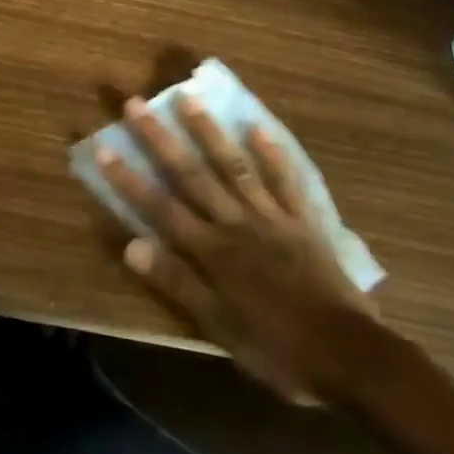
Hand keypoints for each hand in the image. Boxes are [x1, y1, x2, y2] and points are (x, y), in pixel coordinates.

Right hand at [97, 96, 388, 405]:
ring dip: (208, 131)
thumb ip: (177, 283)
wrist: (350, 356)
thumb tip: (132, 246)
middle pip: (191, 174)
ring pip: (233, 166)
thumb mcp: (220, 328)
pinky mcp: (301, 219)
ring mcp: (270, 217)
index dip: (129, 179)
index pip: (160, 207)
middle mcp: (235, 223)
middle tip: (136, 103)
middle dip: (159, 138)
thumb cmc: (278, 348)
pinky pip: (284, 180)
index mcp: (212, 252)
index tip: (104, 146)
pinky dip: (271, 153)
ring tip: (189, 97)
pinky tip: (257, 126)